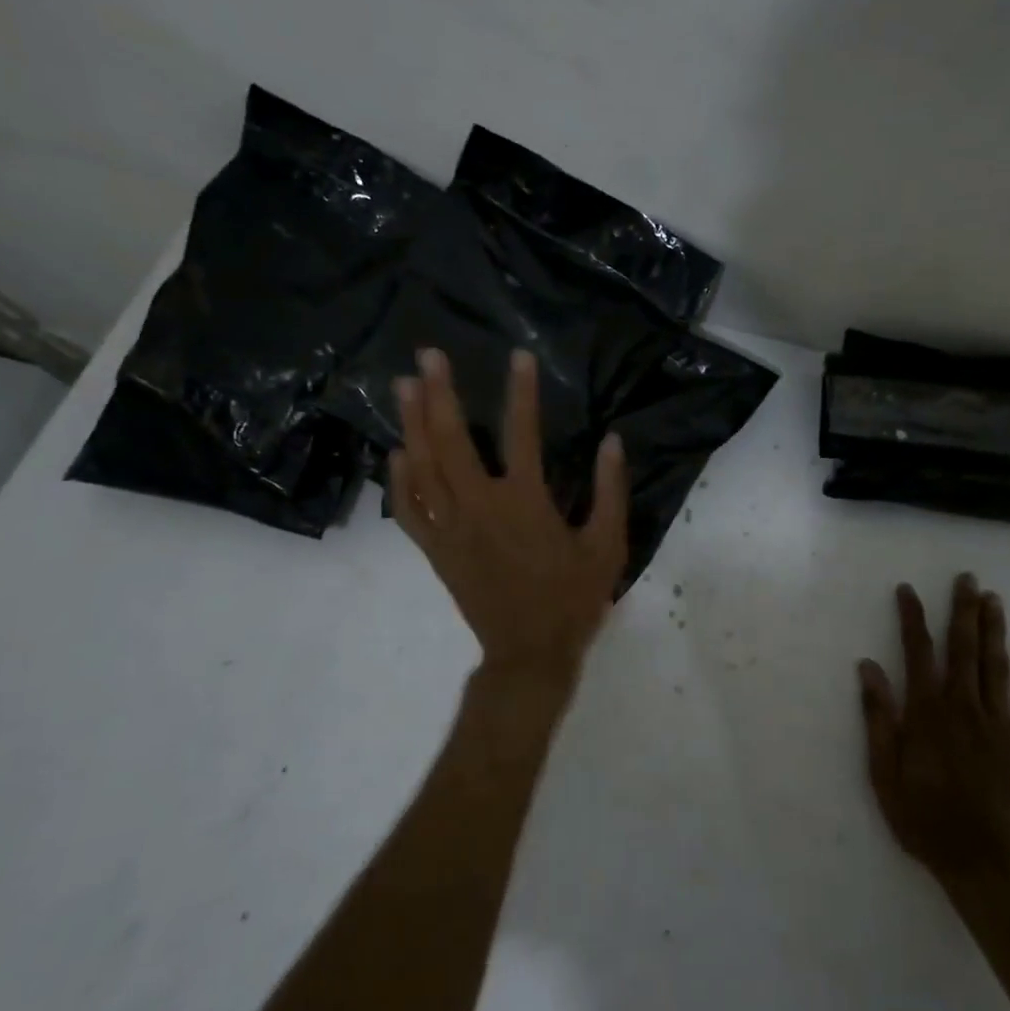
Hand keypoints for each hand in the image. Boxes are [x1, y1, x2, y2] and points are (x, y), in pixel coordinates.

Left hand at [391, 347, 628, 691]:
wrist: (529, 654)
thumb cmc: (573, 599)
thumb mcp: (608, 546)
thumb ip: (611, 491)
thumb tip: (613, 442)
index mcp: (525, 503)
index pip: (522, 433)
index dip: (521, 391)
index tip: (518, 356)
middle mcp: (480, 507)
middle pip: (451, 441)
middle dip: (439, 394)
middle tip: (428, 356)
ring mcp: (451, 529)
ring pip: (422, 469)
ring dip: (411, 424)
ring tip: (404, 386)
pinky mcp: (436, 551)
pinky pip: (408, 511)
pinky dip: (399, 480)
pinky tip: (396, 453)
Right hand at [857, 575, 1009, 882]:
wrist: (981, 863)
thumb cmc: (923, 818)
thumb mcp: (884, 772)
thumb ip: (879, 718)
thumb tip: (868, 668)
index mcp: (927, 713)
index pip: (918, 653)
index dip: (913, 618)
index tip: (909, 590)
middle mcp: (963, 709)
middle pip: (964, 650)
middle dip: (963, 611)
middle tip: (967, 579)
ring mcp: (997, 726)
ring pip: (996, 668)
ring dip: (994, 632)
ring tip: (994, 600)